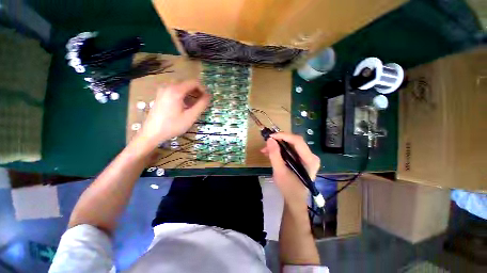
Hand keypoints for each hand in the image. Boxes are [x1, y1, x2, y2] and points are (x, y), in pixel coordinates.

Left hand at [137, 81, 209, 148]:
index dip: (203, 89)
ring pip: (181, 86)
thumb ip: (201, 105)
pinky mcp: (160, 95)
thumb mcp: (191, 116)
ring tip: (195, 104)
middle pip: (187, 83)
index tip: (208, 98)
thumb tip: (209, 96)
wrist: (152, 133)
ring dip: (190, 93)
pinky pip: (175, 90)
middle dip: (197, 91)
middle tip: (202, 101)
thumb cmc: (173, 125)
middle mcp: (168, 86)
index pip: (194, 82)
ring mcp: (163, 90)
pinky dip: (183, 95)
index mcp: (176, 90)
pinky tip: (185, 105)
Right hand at [261, 133, 319, 204]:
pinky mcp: (301, 159)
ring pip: (291, 145)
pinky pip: (290, 150)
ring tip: (265, 150)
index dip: (284, 136)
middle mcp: (311, 156)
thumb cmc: (289, 188)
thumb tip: (269, 139)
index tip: (271, 136)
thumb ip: (274, 155)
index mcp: (310, 160)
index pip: (298, 141)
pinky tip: (270, 153)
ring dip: (278, 145)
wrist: (294, 200)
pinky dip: (280, 150)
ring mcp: (307, 157)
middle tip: (267, 143)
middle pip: (294, 141)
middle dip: (279, 141)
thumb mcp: (279, 171)